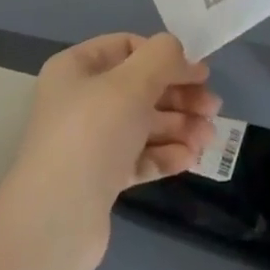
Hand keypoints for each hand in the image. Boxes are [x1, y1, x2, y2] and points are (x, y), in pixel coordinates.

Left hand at [0, 33, 219, 269]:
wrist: (56, 222)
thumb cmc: (92, 135)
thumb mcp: (131, 84)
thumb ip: (161, 58)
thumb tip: (178, 52)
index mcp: (77, 69)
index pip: (127, 47)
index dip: (165, 57)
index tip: (199, 73)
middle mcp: (80, 100)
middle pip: (139, 87)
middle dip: (178, 95)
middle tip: (214, 108)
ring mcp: (89, 141)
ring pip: (142, 124)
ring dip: (178, 126)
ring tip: (209, 138)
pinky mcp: (99, 179)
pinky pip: (137, 157)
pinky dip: (164, 154)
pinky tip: (190, 158)